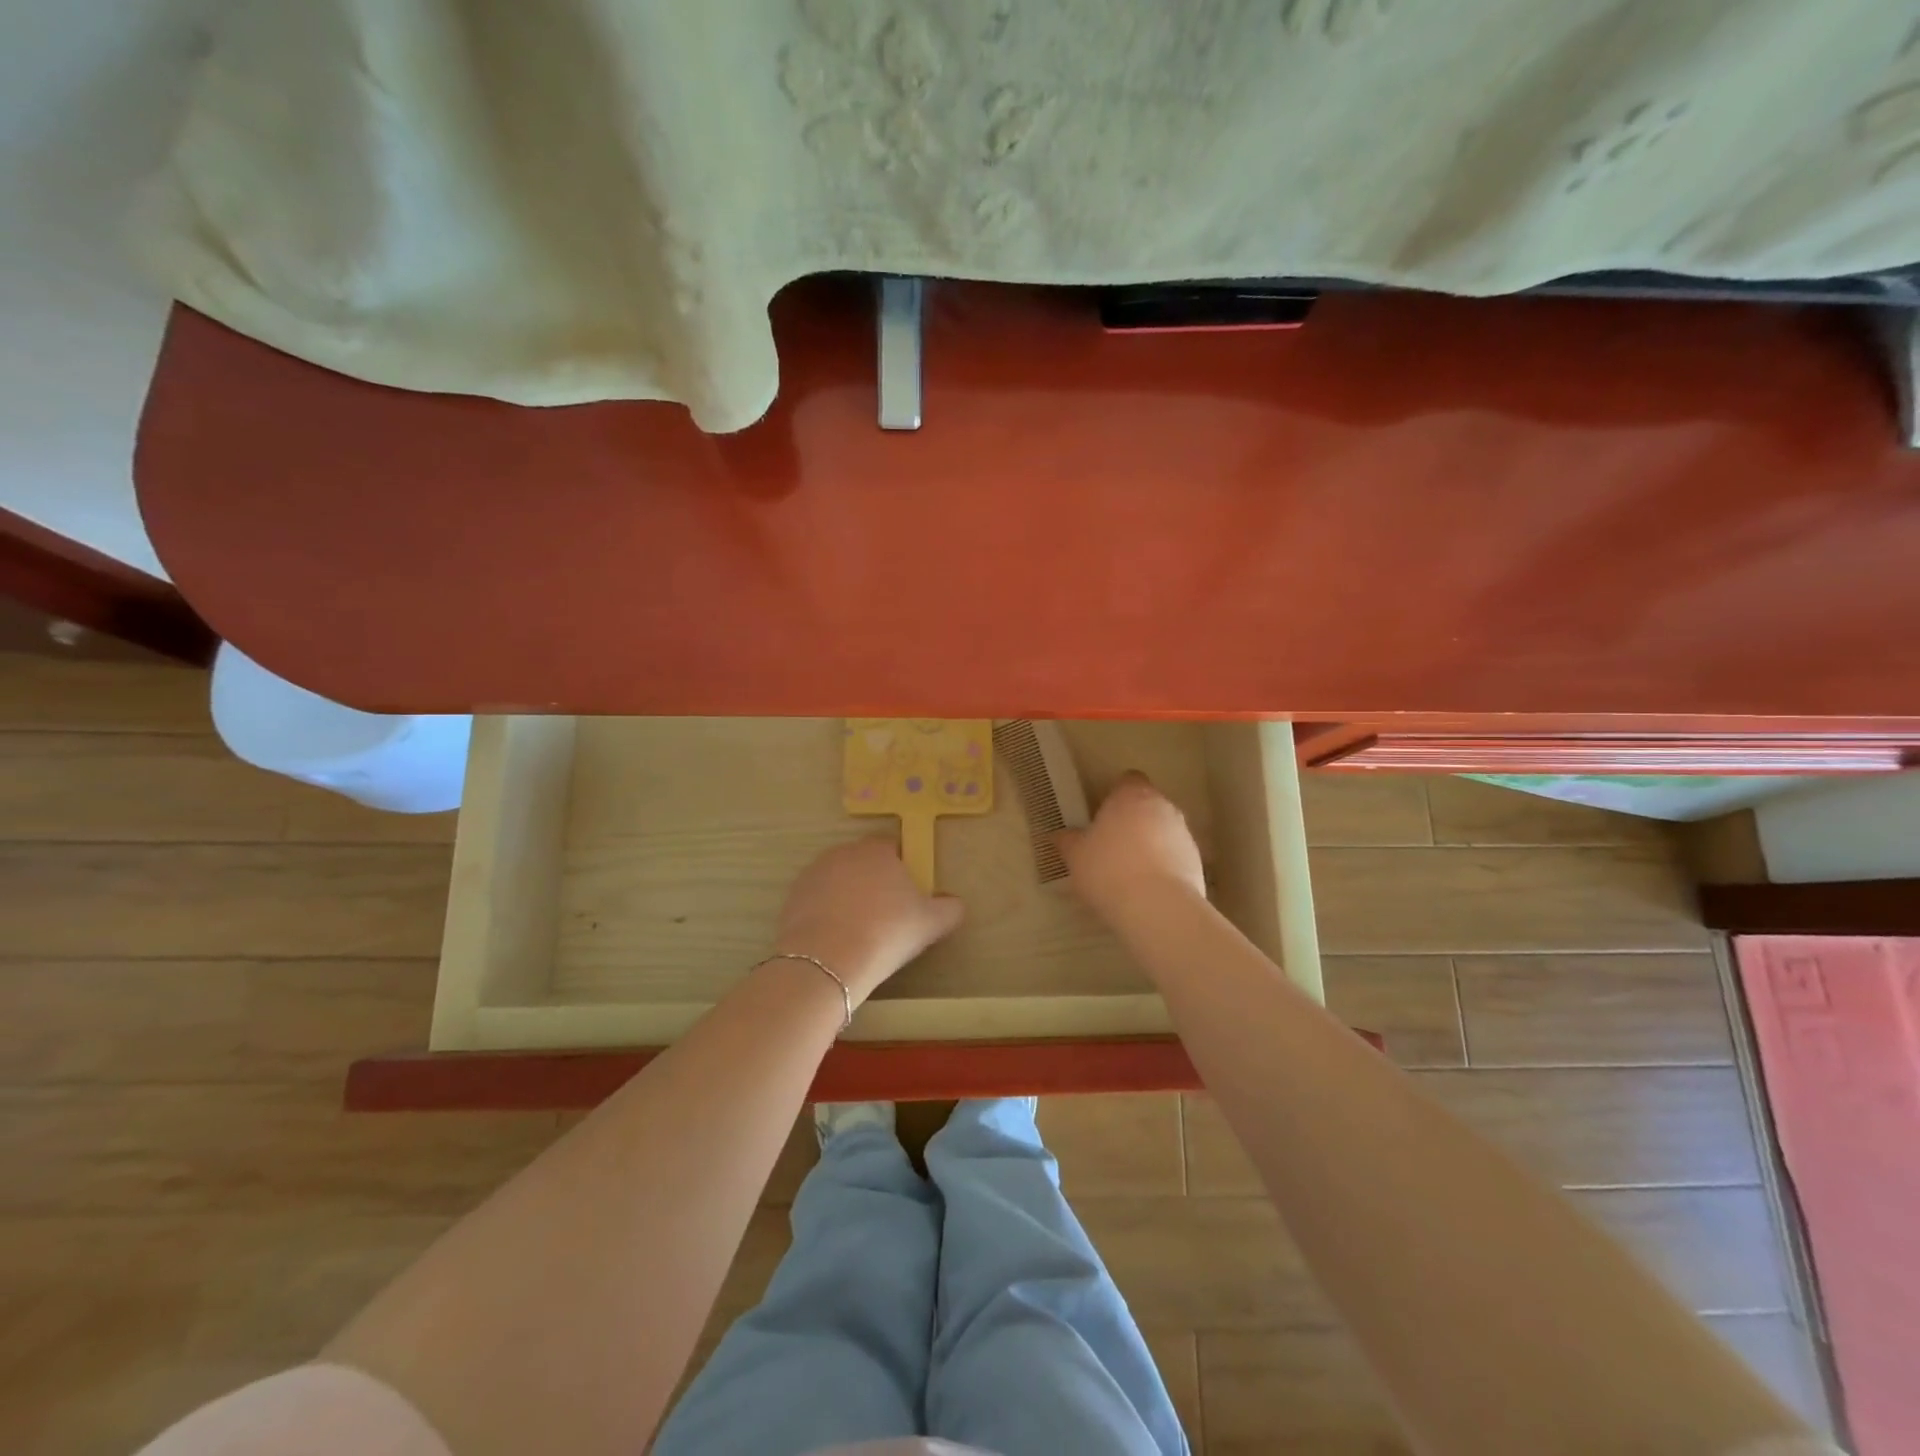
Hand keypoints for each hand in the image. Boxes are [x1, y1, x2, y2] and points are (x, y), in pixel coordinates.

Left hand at [772, 836, 963, 1003]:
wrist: (828, 960)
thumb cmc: (887, 932)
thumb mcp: (931, 923)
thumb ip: (949, 908)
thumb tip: (956, 903)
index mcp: (877, 850)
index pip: (892, 847)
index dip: (902, 868)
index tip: (906, 896)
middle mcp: (843, 853)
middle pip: (863, 863)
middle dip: (873, 882)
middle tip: (885, 916)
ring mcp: (813, 874)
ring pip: (838, 881)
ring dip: (847, 898)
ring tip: (858, 932)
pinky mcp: (792, 898)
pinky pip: (816, 902)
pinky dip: (825, 915)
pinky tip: (835, 941)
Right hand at [1055, 772, 1206, 916]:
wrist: (1157, 906)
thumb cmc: (1108, 869)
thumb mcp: (1076, 856)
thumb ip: (1068, 841)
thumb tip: (1059, 835)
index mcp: (1131, 796)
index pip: (1128, 780)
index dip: (1116, 794)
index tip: (1103, 814)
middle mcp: (1163, 806)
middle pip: (1148, 805)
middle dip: (1134, 820)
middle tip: (1112, 845)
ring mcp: (1184, 834)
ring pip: (1164, 831)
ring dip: (1151, 844)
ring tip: (1130, 873)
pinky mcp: (1197, 862)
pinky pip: (1176, 857)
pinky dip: (1164, 867)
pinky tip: (1148, 889)